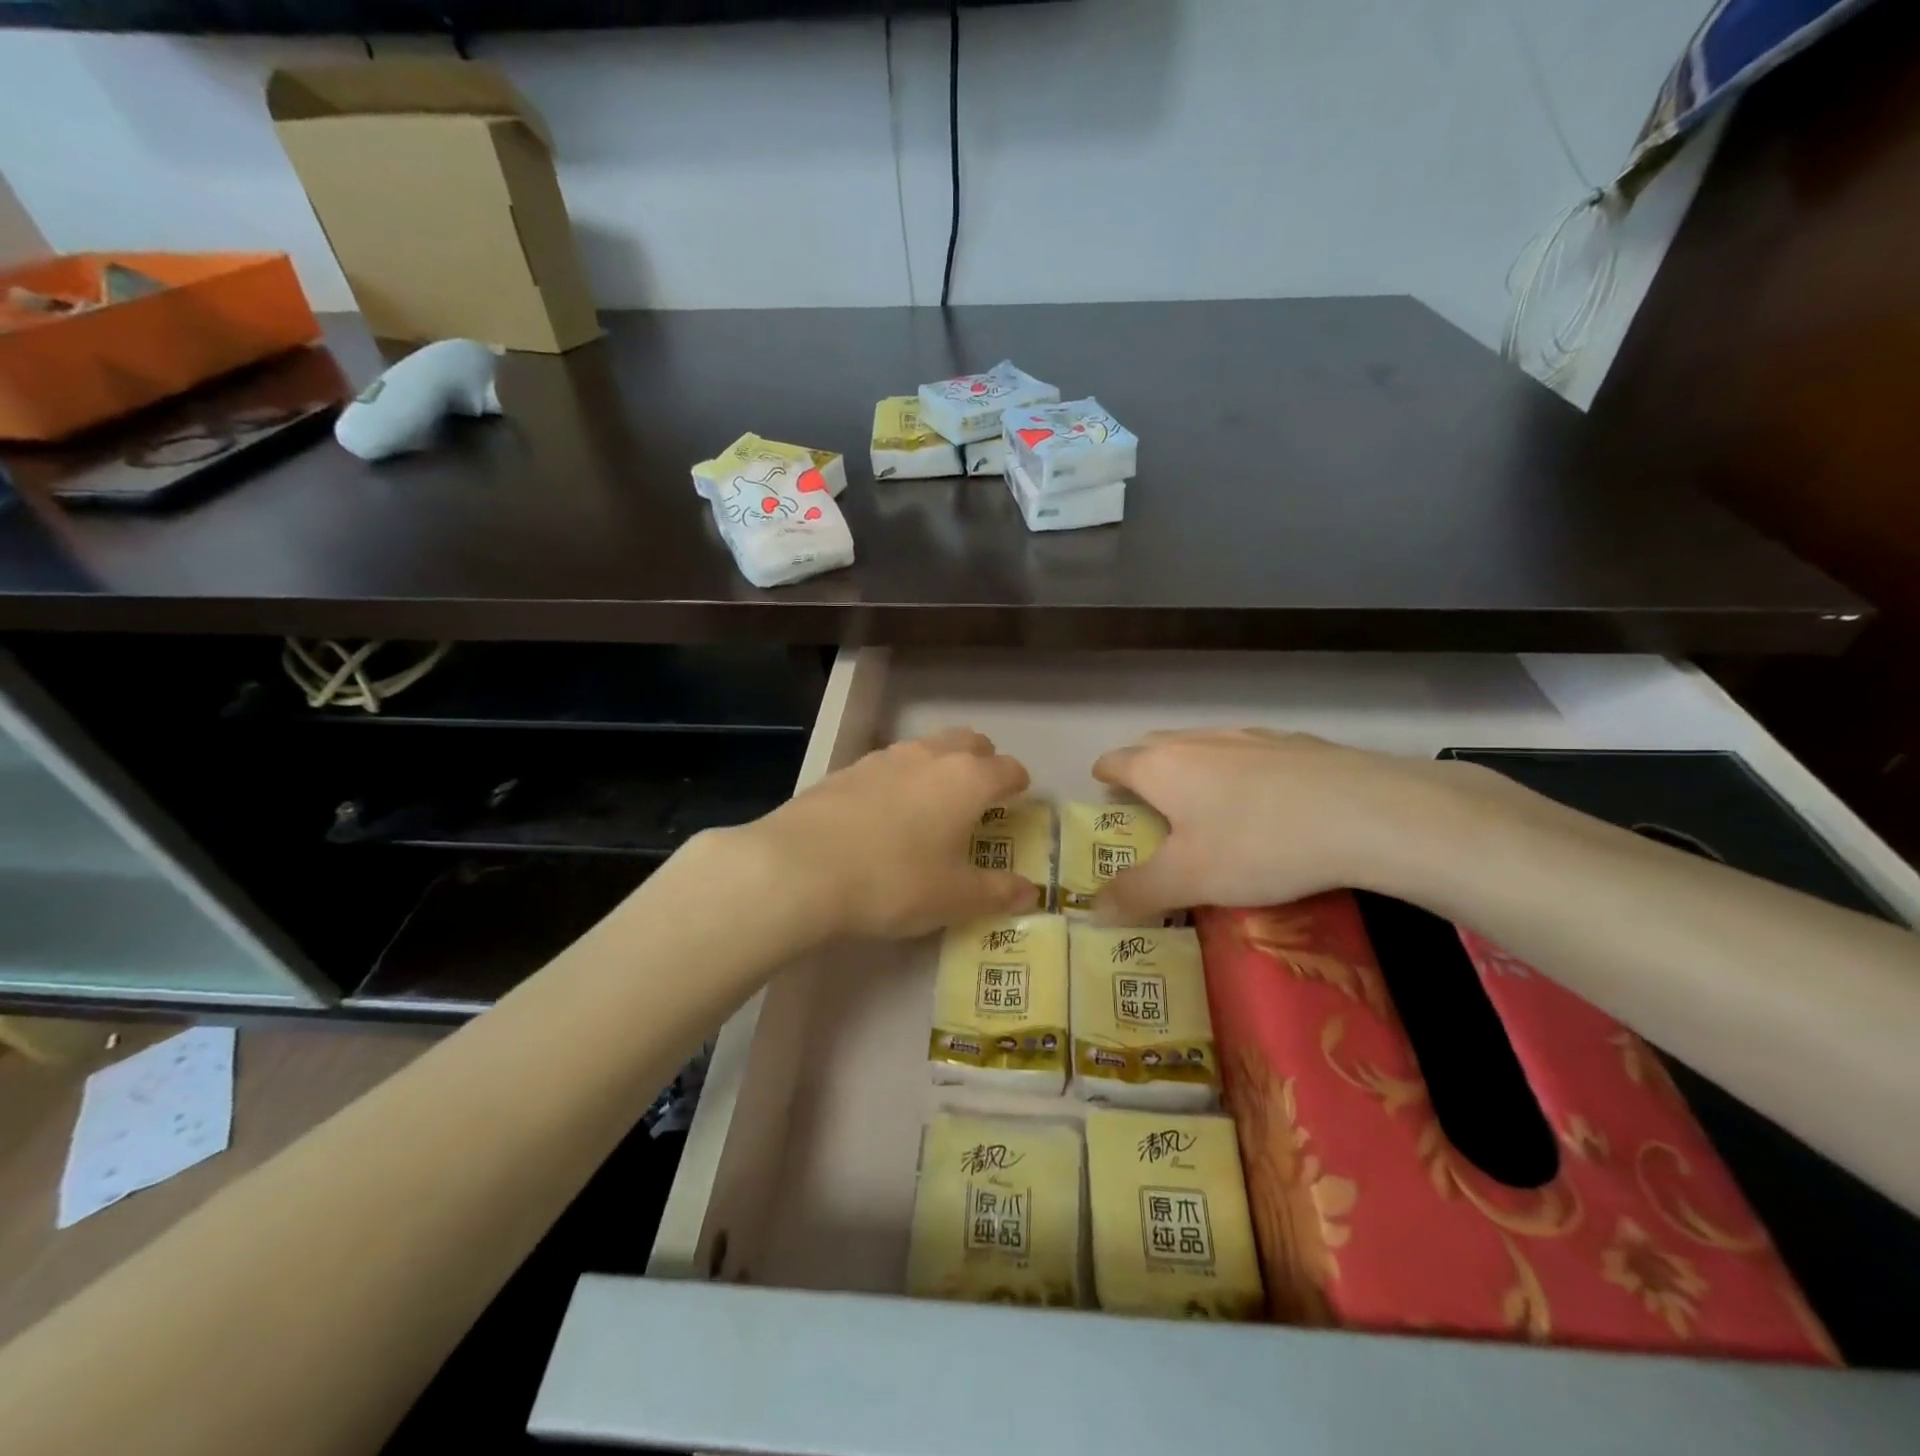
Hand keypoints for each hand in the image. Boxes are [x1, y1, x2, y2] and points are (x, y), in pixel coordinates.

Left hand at [735, 728, 1040, 942]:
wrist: (799, 868)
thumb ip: (997, 893)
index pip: (1008, 768)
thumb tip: (1032, 893)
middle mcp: (930, 756)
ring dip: (940, 765)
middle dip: (982, 761)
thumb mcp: (954, 899)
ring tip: (932, 804)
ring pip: (926, 747)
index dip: (1018, 785)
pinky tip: (884, 814)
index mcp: (967, 779)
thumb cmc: (893, 882)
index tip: (1018, 802)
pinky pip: (889, 764)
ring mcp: (884, 757)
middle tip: (980, 796)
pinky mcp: (847, 769)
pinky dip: (900, 779)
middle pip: (969, 742)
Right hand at [1090, 729, 1512, 921]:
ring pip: (1203, 746)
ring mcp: (1249, 736)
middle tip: (1148, 804)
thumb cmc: (1258, 844)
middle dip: (1144, 769)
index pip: (1116, 762)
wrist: (1367, 813)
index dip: (1105, 776)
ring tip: (1204, 802)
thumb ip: (1136, 893)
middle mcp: (1198, 741)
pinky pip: (1249, 752)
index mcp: (1162, 767)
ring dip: (1192, 768)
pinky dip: (1240, 770)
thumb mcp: (1189, 880)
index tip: (1103, 789)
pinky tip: (1266, 799)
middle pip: (1155, 746)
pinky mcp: (1295, 742)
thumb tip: (1091, 910)